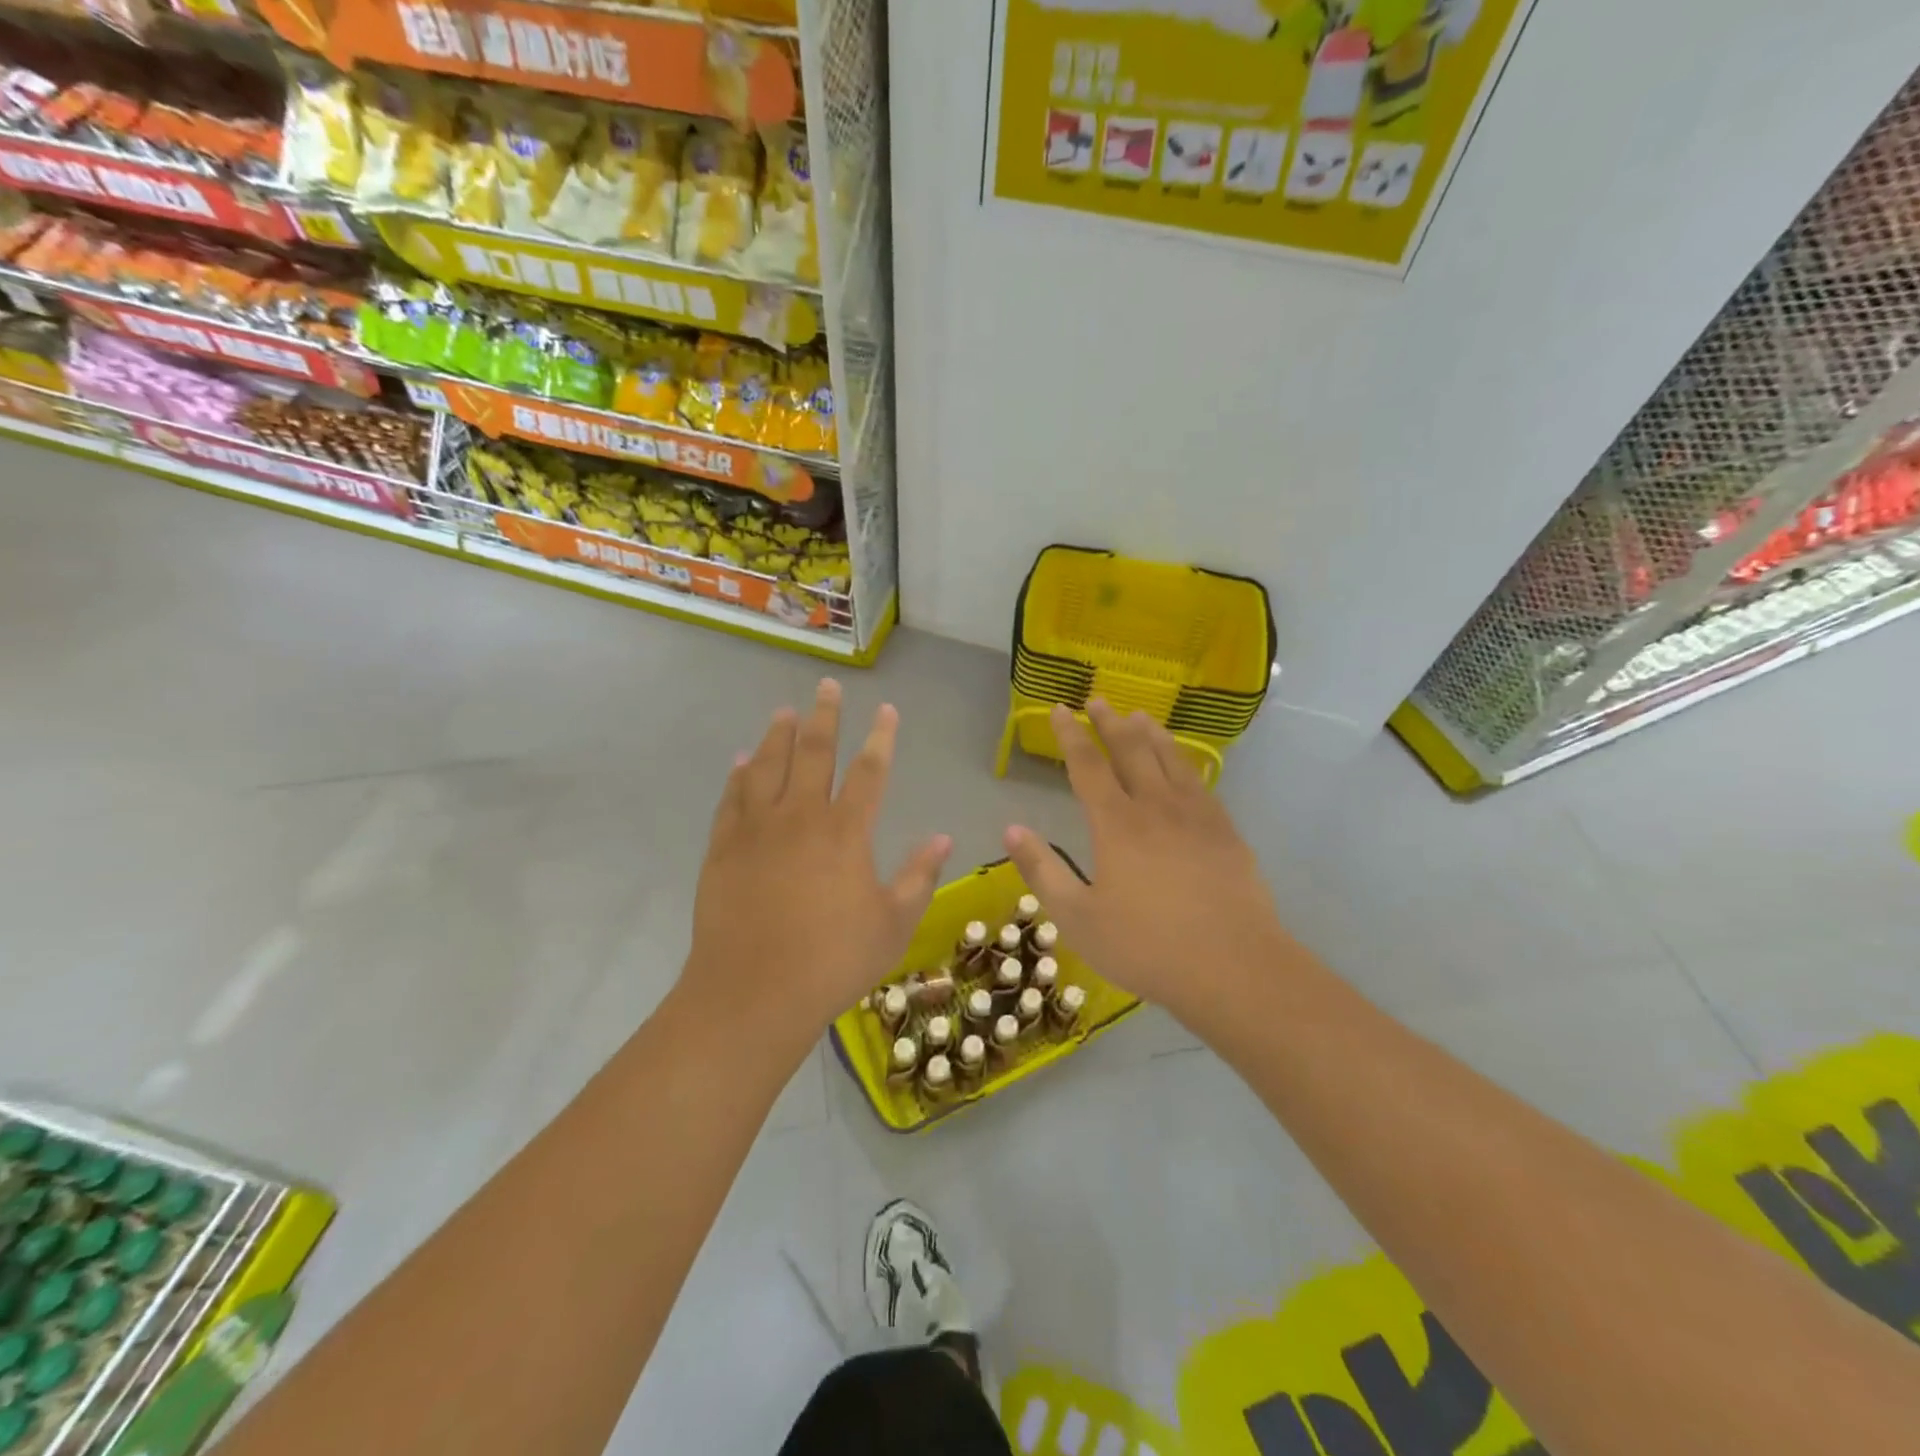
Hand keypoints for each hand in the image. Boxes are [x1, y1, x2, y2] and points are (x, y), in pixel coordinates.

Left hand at [685, 679, 951, 1043]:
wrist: (753, 993)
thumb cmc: (833, 961)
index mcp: (846, 832)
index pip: (869, 771)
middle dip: (825, 715)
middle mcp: (801, 817)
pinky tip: (741, 761)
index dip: (881, 737)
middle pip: (814, 752)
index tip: (886, 710)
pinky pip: (732, 798)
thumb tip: (942, 837)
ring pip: (767, 765)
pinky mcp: (723, 847)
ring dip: (778, 735)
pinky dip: (738, 775)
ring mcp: (757, 829)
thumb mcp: (893, 924)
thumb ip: (918, 876)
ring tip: (785, 712)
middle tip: (829, 686)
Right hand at [1004, 702, 1289, 1029]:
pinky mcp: (1226, 833)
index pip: (1087, 766)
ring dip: (1151, 734)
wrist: (1233, 968)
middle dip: (1111, 723)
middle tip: (1099, 699)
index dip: (1071, 735)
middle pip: (1131, 751)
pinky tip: (1185, 764)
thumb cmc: (1146, 947)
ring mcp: (1196, 817)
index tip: (1061, 709)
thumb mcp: (1078, 918)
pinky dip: (1187, 762)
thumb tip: (1011, 829)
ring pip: (1171, 760)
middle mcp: (1156, 807)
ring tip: (1140, 716)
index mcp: (1117, 824)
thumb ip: (1043, 870)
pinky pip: (1201, 783)